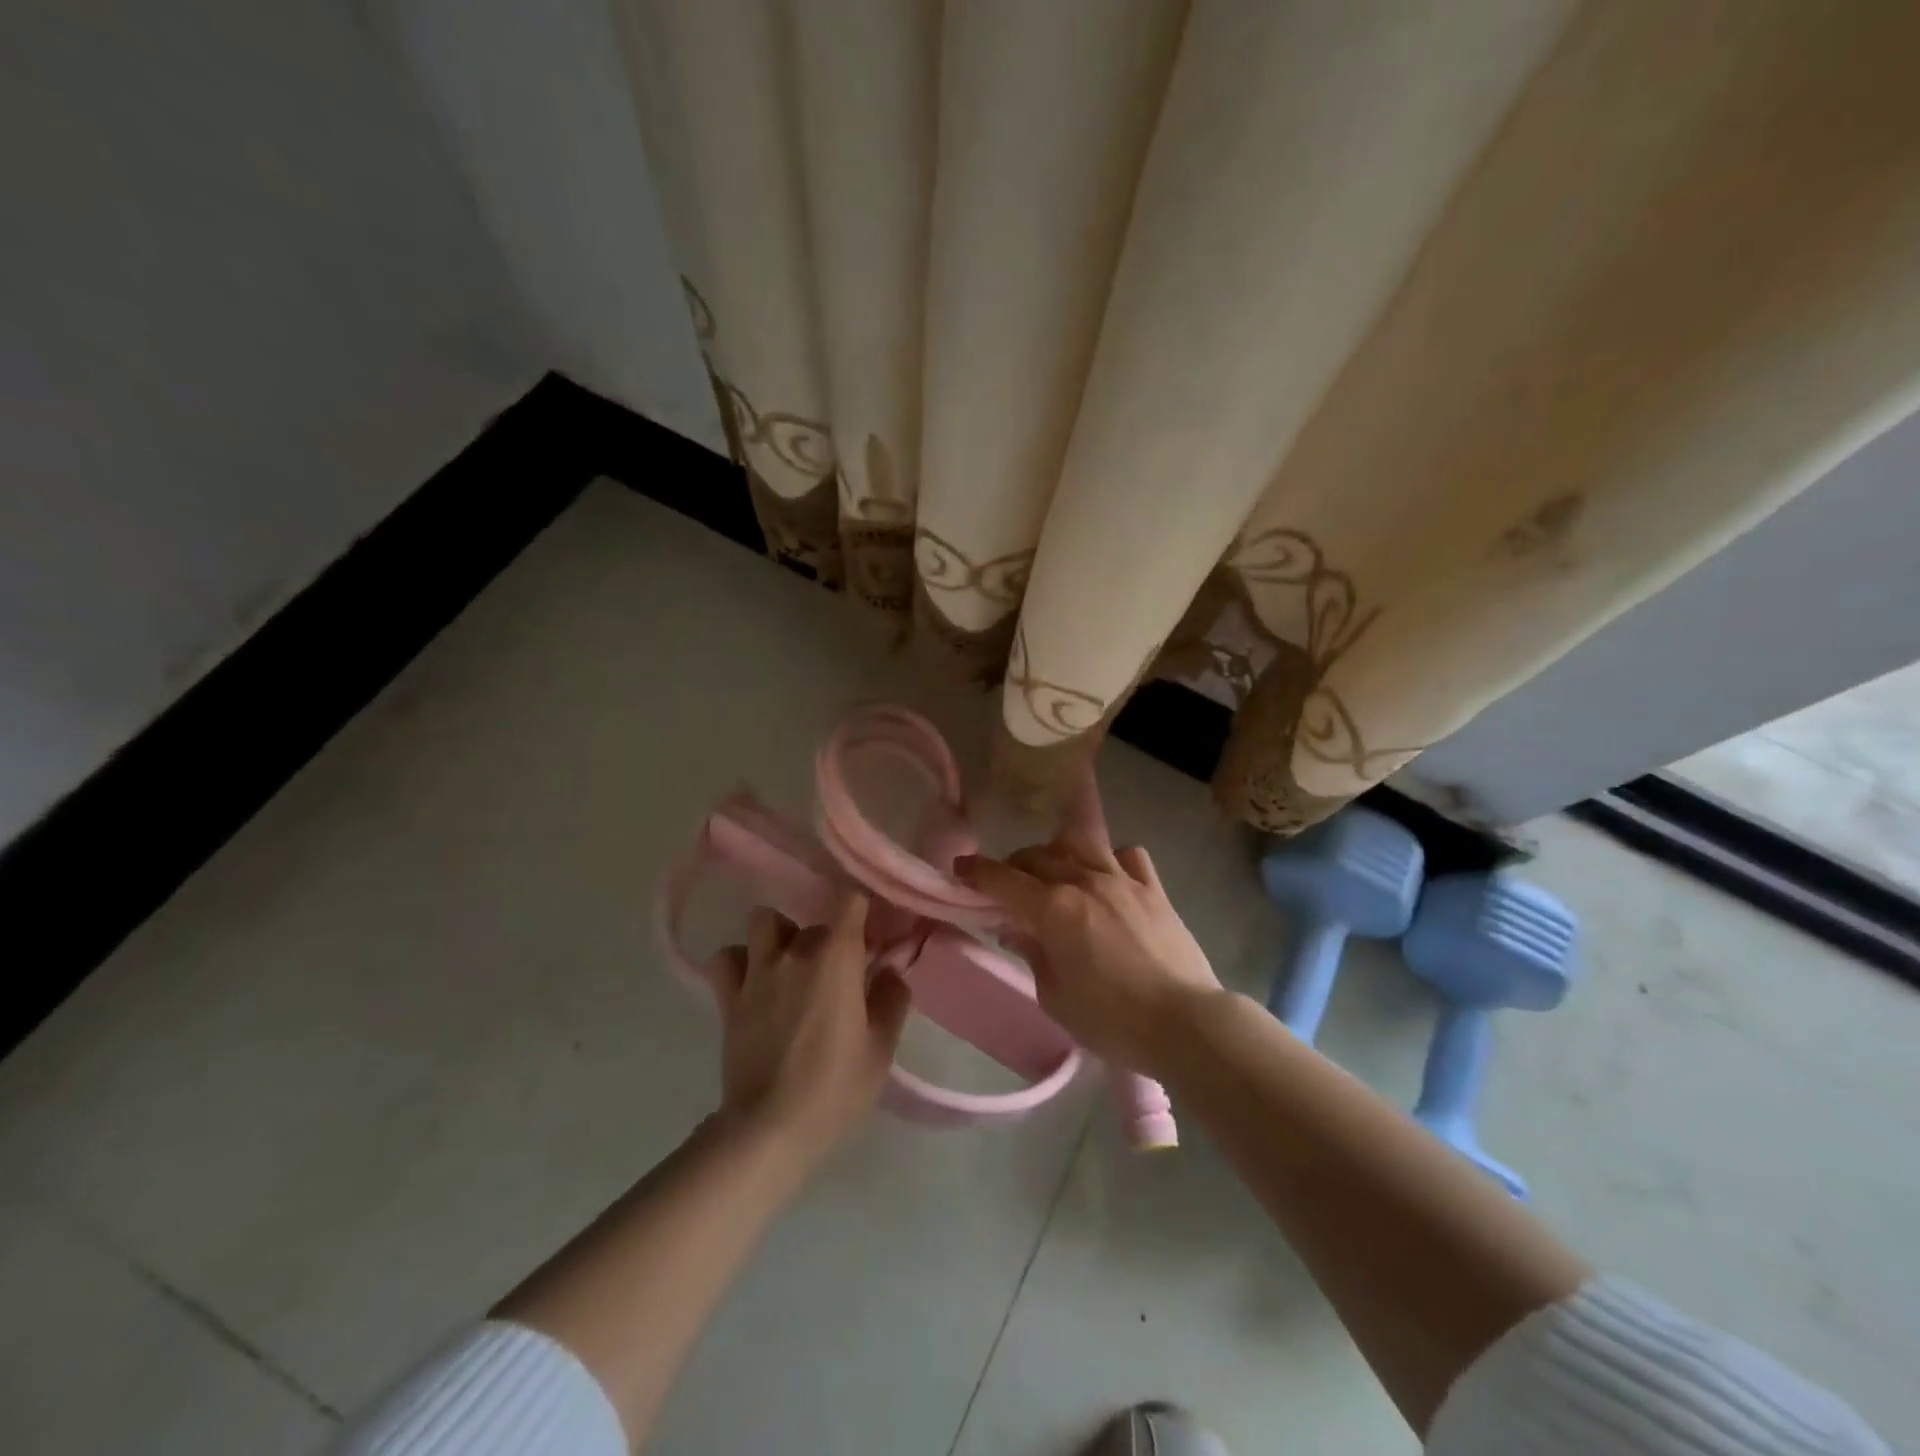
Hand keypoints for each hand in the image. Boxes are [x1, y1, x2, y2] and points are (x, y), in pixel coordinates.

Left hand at [707, 892, 911, 1164]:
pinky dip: (740, 961)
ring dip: (780, 934)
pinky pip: (727, 958)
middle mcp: (795, 951)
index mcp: (837, 956)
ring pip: (764, 920)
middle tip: (842, 972)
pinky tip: (754, 980)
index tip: (874, 929)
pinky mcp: (728, 996)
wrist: (771, 1128)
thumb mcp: (882, 1047)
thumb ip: (892, 998)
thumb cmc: (836, 1087)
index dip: (863, 906)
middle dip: (832, 939)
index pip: (850, 898)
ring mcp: (757, 971)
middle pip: (816, 921)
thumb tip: (890, 970)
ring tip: (792, 963)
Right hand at [956, 835, 1221, 1076]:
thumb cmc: (1113, 1021)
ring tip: (1055, 874)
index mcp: (1054, 909)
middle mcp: (1085, 881)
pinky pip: (1128, 855)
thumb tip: (1016, 929)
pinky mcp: (1154, 888)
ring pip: (1079, 844)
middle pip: (1037, 856)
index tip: (960, 868)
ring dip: (1057, 854)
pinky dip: (1111, 859)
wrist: (1187, 1024)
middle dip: (1014, 866)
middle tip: (1007, 887)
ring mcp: (1123, 880)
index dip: (976, 871)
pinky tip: (1108, 878)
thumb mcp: (1056, 997)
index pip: (1003, 879)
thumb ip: (1033, 954)